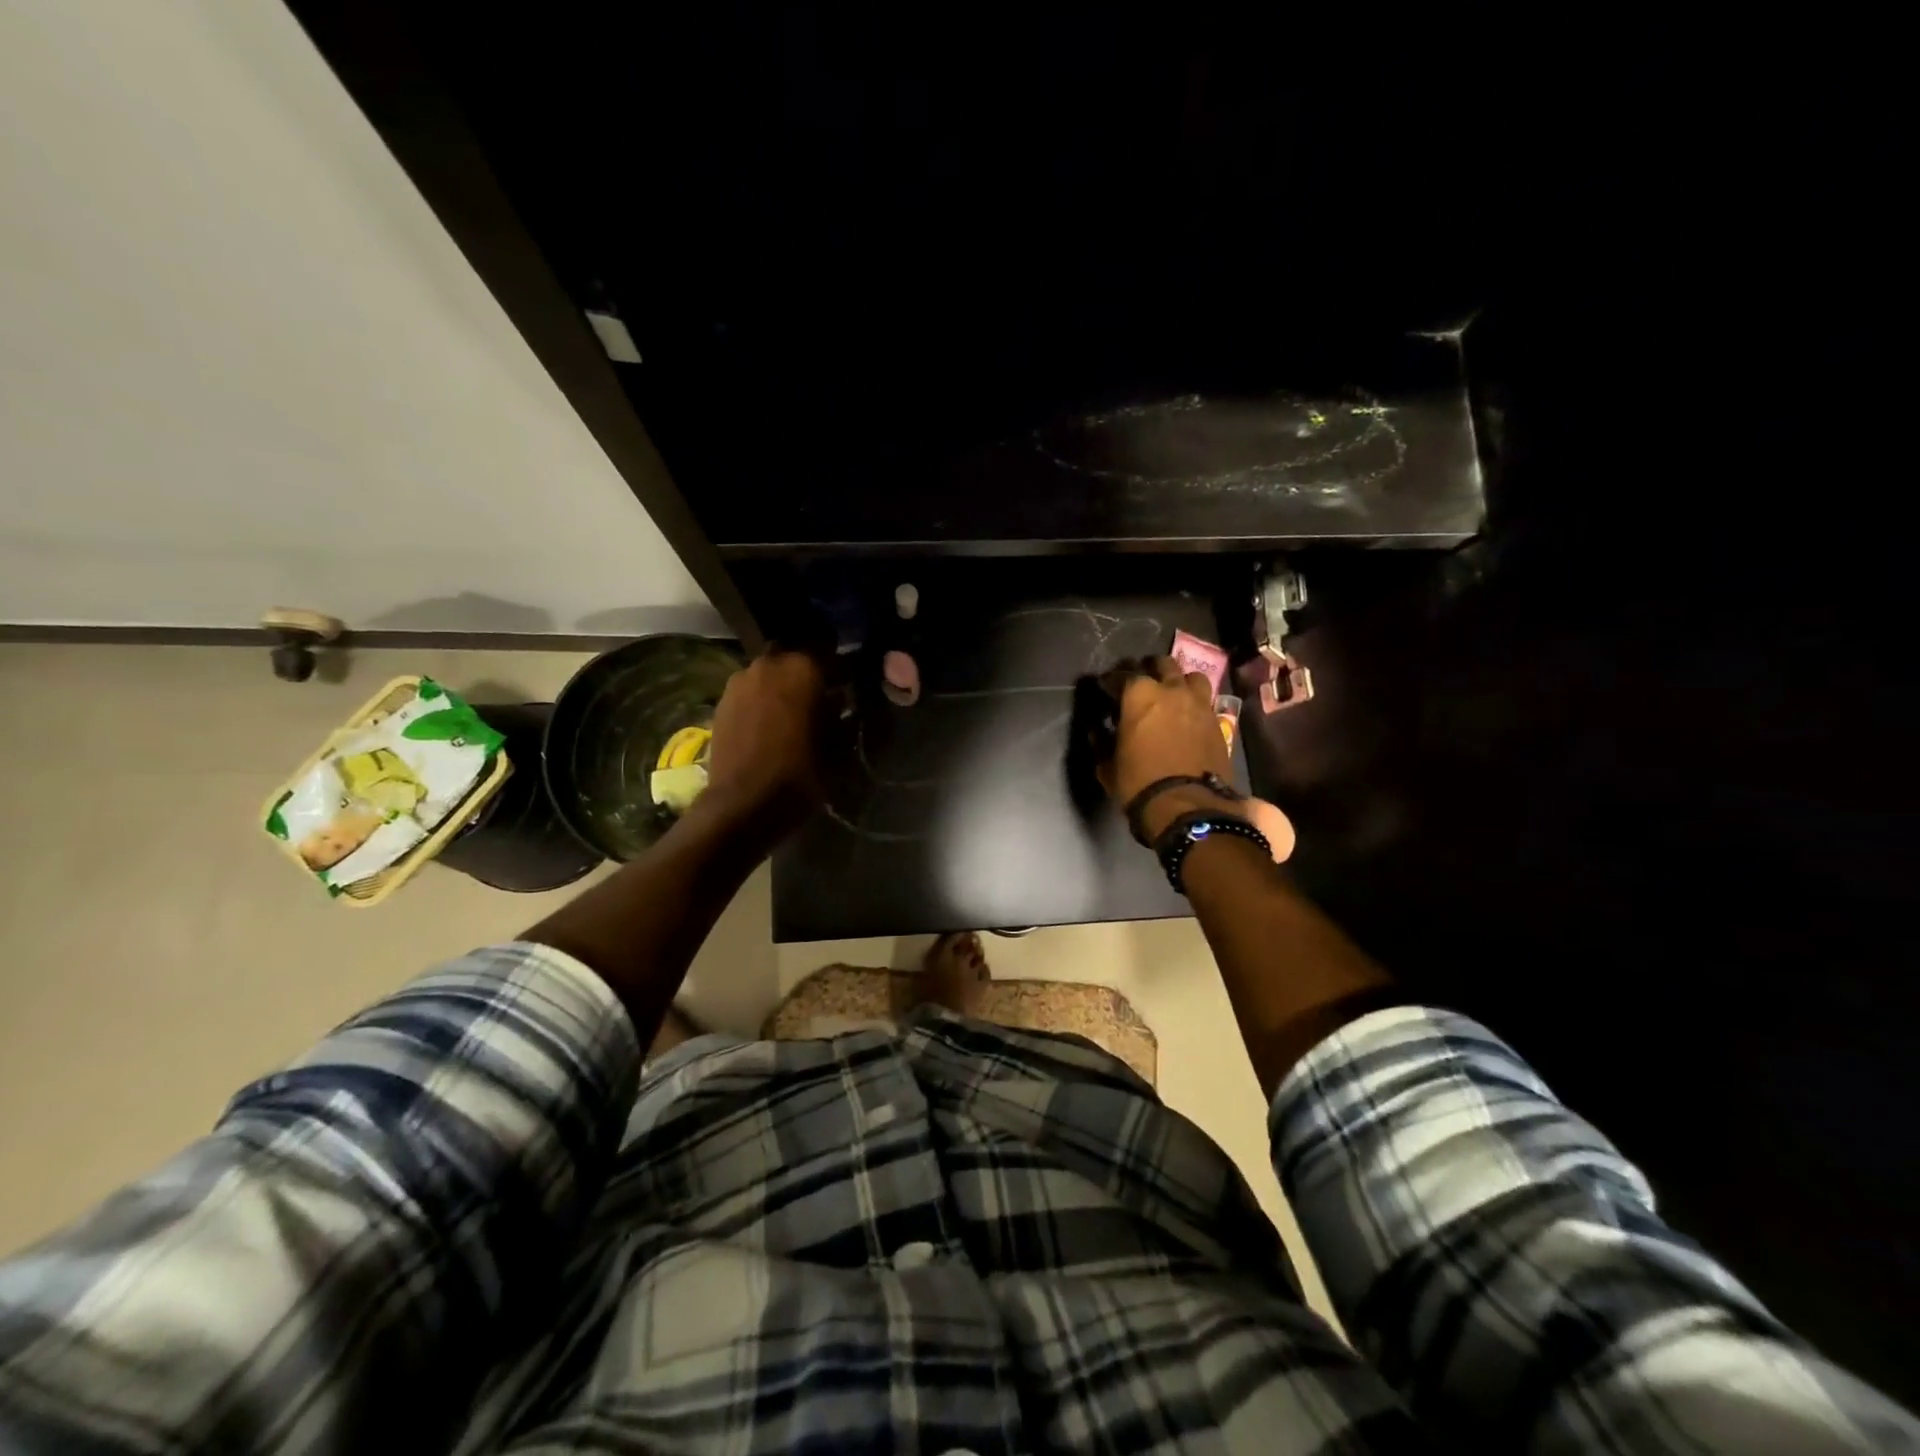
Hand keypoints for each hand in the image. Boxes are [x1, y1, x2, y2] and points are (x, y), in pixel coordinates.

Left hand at [701, 648, 825, 837]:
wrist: (744, 803)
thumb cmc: (801, 772)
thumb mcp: (838, 744)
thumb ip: (842, 712)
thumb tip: (843, 698)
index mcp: (803, 667)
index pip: (827, 646)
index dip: (839, 664)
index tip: (846, 681)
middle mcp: (769, 663)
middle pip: (793, 655)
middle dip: (805, 670)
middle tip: (818, 695)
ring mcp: (740, 680)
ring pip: (768, 671)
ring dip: (780, 684)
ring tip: (790, 711)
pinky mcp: (722, 701)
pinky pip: (749, 690)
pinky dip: (760, 699)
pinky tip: (768, 723)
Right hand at [1099, 656, 1234, 837]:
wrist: (1188, 806)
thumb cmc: (1139, 782)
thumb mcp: (1108, 765)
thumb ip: (1102, 741)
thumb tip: (1098, 730)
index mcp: (1139, 694)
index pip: (1121, 675)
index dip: (1110, 681)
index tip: (1104, 689)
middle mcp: (1171, 690)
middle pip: (1162, 664)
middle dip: (1149, 669)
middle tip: (1140, 684)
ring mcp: (1199, 703)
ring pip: (1191, 676)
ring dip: (1179, 681)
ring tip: (1171, 693)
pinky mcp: (1218, 722)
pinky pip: (1206, 701)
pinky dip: (1195, 703)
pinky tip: (1188, 716)